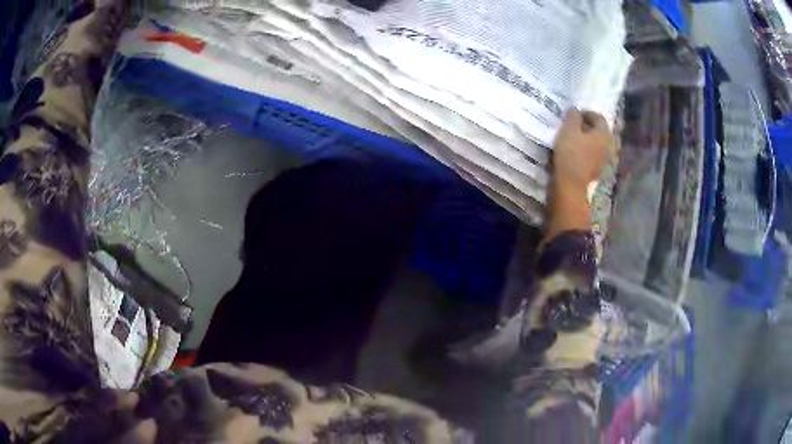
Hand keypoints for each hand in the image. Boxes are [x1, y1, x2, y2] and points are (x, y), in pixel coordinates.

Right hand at [552, 108, 614, 188]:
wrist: (571, 184)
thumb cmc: (571, 153)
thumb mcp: (568, 129)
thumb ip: (573, 116)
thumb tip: (575, 110)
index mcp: (604, 133)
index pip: (598, 117)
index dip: (587, 113)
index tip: (574, 114)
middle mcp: (609, 145)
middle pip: (601, 131)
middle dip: (590, 126)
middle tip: (576, 125)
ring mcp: (606, 159)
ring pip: (600, 143)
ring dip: (590, 139)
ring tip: (577, 138)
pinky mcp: (599, 170)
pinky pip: (597, 154)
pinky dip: (590, 150)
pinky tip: (580, 152)